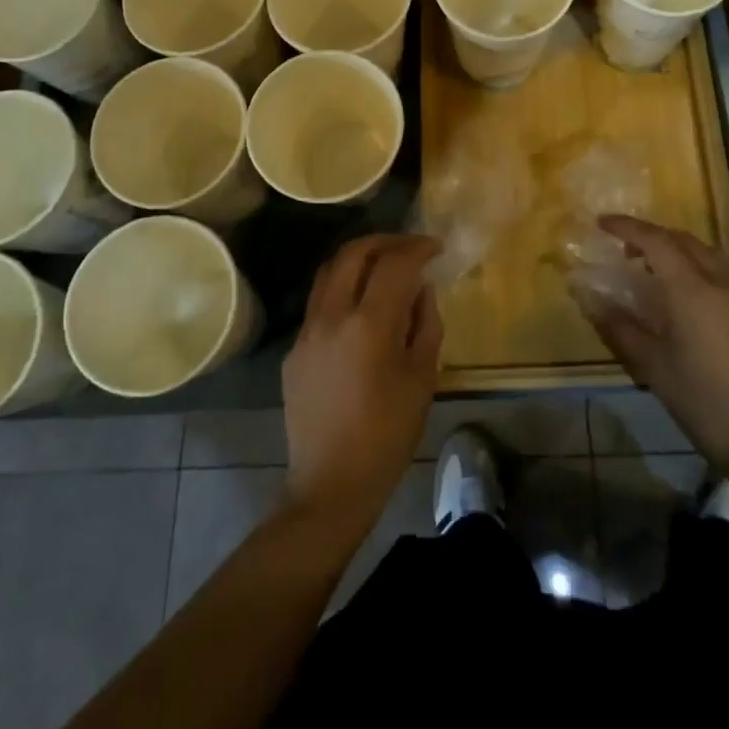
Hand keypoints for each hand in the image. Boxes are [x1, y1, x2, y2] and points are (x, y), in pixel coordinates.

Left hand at [282, 233, 442, 527]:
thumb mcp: (422, 379)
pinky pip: (319, 305)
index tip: (434, 247)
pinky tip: (361, 311)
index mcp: (368, 325)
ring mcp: (306, 333)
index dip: (417, 248)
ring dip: (358, 260)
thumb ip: (425, 324)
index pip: (394, 264)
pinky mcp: (293, 352)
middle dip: (384, 242)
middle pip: (352, 254)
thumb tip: (421, 289)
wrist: (330, 487)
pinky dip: (342, 291)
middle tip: (408, 247)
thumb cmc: (387, 436)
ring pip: (328, 273)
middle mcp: (331, 318)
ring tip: (383, 267)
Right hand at [573, 215, 728, 488]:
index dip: (627, 227)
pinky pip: (728, 276)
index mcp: (692, 289)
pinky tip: (694, 301)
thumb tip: (586, 294)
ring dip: (680, 252)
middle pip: (685, 241)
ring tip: (659, 273)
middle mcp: (723, 282)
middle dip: (654, 237)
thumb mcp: (652, 366)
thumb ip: (617, 325)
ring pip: (710, 255)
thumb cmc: (703, 402)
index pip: (655, 240)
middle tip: (628, 250)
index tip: (603, 223)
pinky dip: (703, 271)